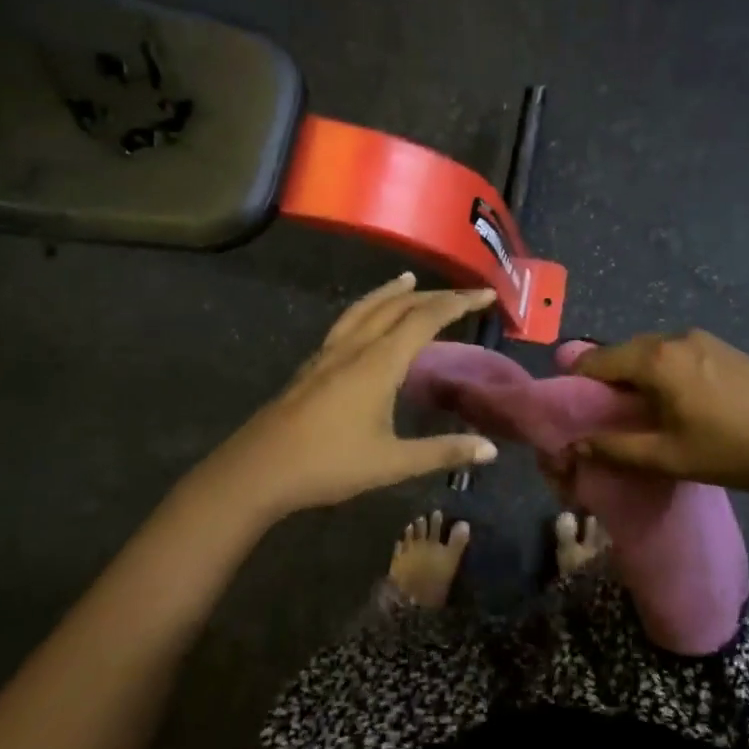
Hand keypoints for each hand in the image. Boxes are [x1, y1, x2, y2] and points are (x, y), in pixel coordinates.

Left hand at [187, 274, 500, 517]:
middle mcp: (356, 346)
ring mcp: (330, 352)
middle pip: (399, 307)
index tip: (486, 294)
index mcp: (379, 363)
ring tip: (409, 280)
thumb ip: (442, 452)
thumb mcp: (392, 463)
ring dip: (393, 292)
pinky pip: (348, 321)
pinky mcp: (313, 363)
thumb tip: (489, 449)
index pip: (426, 319)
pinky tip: (367, 319)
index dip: (458, 303)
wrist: (259, 468)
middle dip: (434, 295)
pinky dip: (368, 307)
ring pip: (367, 308)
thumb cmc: (329, 465)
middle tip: (464, 293)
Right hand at [572, 330, 748, 495]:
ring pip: (649, 353)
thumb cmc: (734, 449)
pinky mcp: (722, 347)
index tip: (573, 409)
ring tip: (641, 413)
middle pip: (622, 353)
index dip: (578, 383)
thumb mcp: (670, 457)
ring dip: (636, 377)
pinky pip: (674, 354)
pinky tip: (675, 402)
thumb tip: (574, 445)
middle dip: (607, 381)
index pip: (596, 360)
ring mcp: (701, 339)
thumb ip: (616, 449)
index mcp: (655, 360)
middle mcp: (673, 338)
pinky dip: (661, 373)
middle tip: (605, 417)